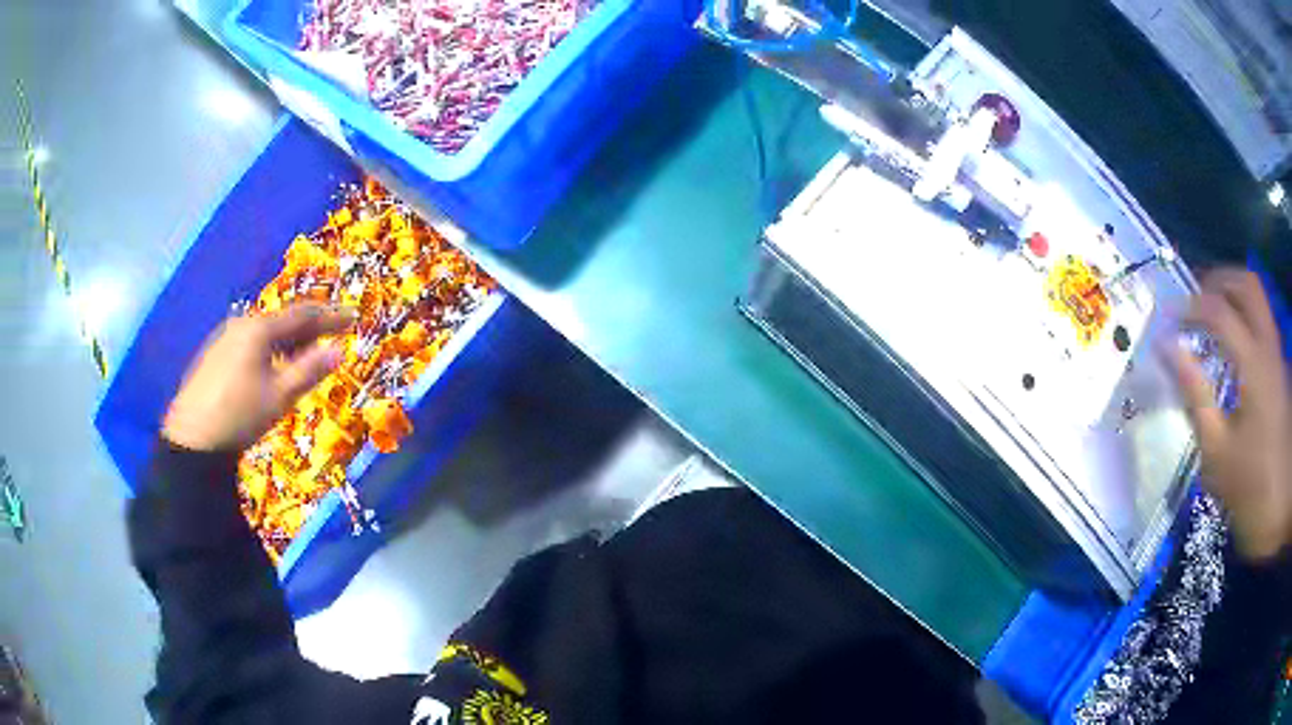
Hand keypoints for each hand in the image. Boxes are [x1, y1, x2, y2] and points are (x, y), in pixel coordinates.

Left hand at [163, 303, 357, 451]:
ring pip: (266, 333)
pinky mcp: (215, 355)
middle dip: (310, 327)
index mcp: (260, 329)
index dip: (330, 317)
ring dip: (290, 340)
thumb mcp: (280, 396)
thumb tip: (338, 350)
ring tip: (307, 353)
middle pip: (283, 321)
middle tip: (334, 333)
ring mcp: (225, 338)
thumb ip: (310, 370)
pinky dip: (270, 348)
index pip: (302, 315)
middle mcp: (242, 325)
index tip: (353, 317)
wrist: (193, 438)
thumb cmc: (240, 415)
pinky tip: (273, 365)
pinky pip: (251, 343)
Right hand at [1172, 269, 1291, 561]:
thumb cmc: (1249, 488)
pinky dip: (1244, 318)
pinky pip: (1262, 323)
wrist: (1279, 509)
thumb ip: (1196, 395)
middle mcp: (1269, 346)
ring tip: (1211, 317)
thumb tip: (1169, 350)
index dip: (1190, 307)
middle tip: (1194, 300)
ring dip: (1233, 296)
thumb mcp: (1217, 453)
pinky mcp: (1280, 369)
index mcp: (1254, 364)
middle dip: (1218, 281)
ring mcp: (1278, 355)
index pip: (1219, 311)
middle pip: (1246, 284)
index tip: (1167, 318)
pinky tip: (1232, 345)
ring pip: (1258, 299)